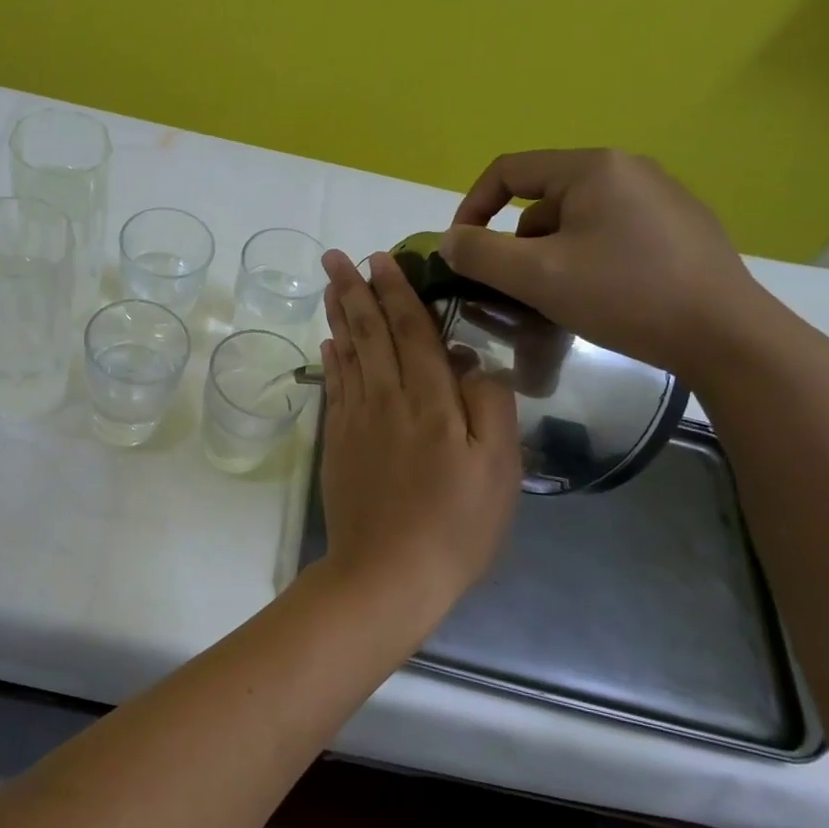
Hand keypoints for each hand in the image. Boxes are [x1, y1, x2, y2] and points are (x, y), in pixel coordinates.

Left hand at [317, 249, 520, 610]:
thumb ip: (489, 404)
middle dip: (354, 289)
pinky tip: (329, 343)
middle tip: (336, 256)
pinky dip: (332, 359)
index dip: (397, 291)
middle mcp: (387, 398)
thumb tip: (469, 362)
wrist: (388, 572)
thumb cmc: (456, 524)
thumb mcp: (499, 467)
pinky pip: (335, 387)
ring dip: (338, 315)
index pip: (411, 330)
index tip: (381, 258)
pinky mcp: (338, 442)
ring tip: (329, 284)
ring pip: (347, 353)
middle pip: (370, 333)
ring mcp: (356, 420)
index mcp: (431, 400)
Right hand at [440, 149, 777, 383]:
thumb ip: (479, 254)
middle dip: (516, 243)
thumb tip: (449, 241)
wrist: (726, 336)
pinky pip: (609, 234)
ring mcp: (660, 198)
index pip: (509, 171)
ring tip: (557, 299)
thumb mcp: (536, 276)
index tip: (462, 252)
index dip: (472, 207)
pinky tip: (599, 297)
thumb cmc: (624, 295)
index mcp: (593, 168)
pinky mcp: (679, 229)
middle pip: (542, 199)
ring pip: (575, 221)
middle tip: (514, 287)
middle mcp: (628, 169)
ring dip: (550, 255)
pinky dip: (586, 260)